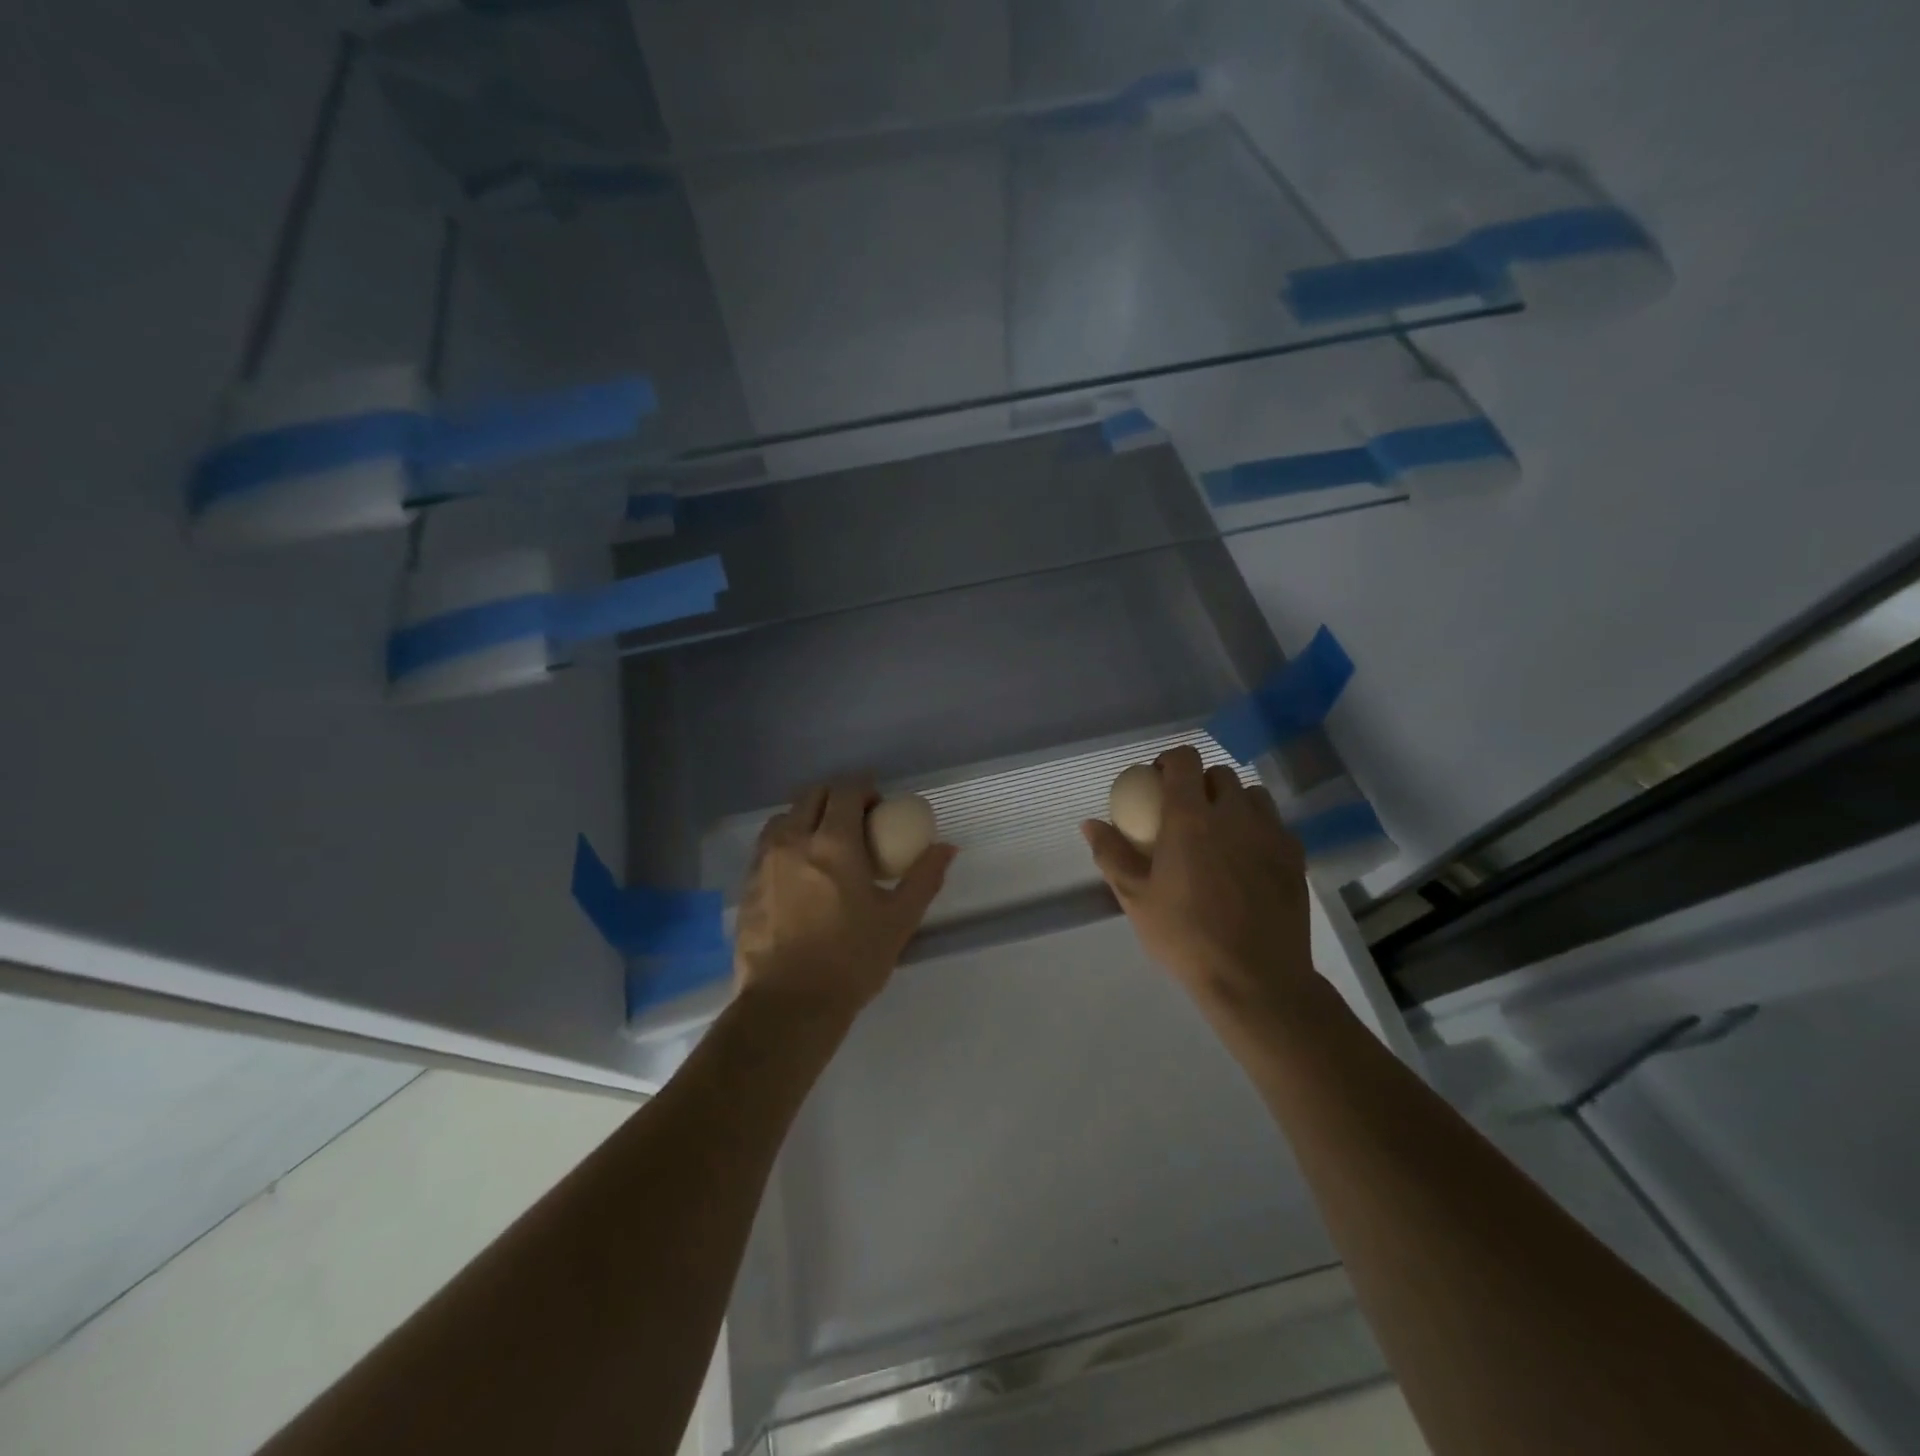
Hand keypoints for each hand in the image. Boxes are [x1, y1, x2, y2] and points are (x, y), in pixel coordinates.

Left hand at [734, 778, 956, 1020]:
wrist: (788, 1005)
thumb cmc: (850, 961)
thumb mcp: (898, 920)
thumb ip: (924, 878)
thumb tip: (947, 848)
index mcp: (834, 844)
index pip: (846, 790)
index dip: (864, 788)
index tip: (878, 806)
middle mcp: (794, 841)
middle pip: (812, 795)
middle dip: (836, 798)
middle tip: (856, 823)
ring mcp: (764, 861)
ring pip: (785, 817)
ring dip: (808, 817)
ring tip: (825, 846)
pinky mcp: (747, 884)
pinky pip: (767, 845)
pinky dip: (787, 842)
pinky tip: (800, 873)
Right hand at [1082, 746, 1316, 1018]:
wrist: (1256, 979)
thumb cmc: (1186, 936)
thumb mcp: (1136, 898)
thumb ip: (1112, 855)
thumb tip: (1090, 824)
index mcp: (1191, 818)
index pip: (1185, 760)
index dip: (1170, 761)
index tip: (1157, 781)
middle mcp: (1234, 814)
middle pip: (1220, 774)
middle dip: (1200, 783)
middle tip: (1185, 812)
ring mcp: (1270, 834)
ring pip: (1253, 796)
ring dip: (1233, 803)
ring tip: (1220, 832)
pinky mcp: (1295, 857)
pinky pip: (1275, 825)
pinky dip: (1258, 829)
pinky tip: (1247, 860)